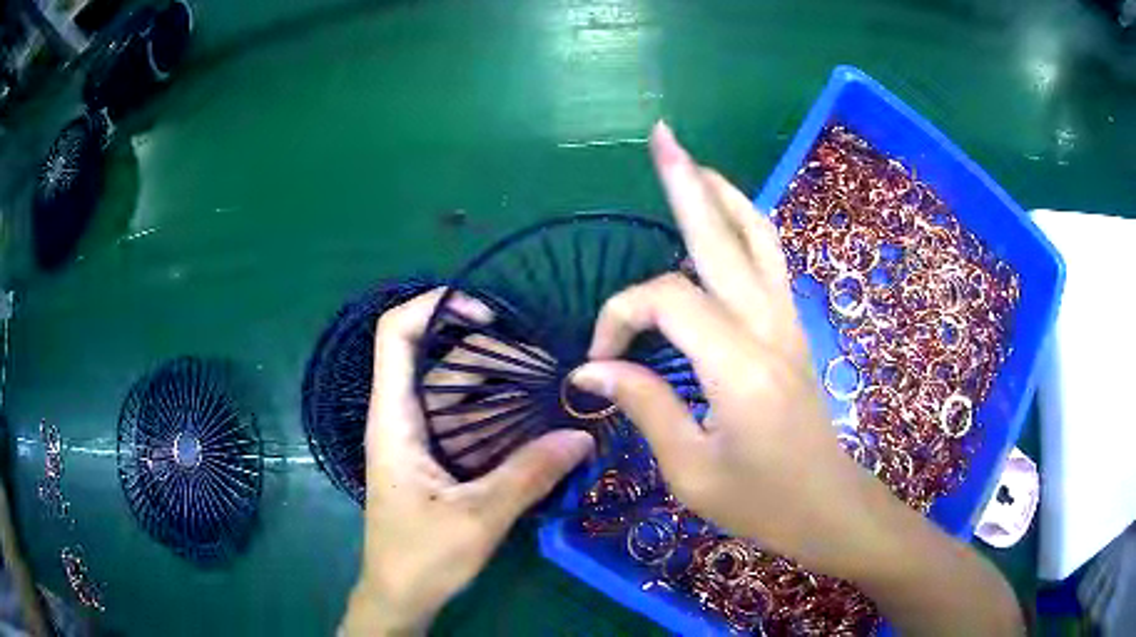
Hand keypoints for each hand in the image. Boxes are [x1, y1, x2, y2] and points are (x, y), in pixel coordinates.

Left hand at [342, 290, 593, 635]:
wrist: (399, 595)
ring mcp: (419, 439)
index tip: (489, 316)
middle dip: (492, 353)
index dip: (436, 307)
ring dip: (502, 387)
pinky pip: (467, 423)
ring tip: (554, 390)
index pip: (395, 334)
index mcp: (395, 420)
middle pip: (440, 361)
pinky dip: (500, 416)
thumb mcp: (478, 518)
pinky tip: (537, 424)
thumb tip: (583, 434)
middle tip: (549, 365)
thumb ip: (529, 475)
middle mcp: (403, 419)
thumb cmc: (422, 557)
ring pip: (458, 393)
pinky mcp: (435, 460)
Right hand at [574, 122, 1022, 635]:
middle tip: (662, 136)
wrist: (830, 508)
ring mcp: (789, 323)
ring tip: (693, 165)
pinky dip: (745, 226)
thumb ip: (645, 407)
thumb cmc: (763, 504)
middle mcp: (768, 328)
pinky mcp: (795, 329)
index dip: (620, 318)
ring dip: (724, 195)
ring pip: (758, 236)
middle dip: (687, 182)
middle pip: (723, 236)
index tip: (600, 363)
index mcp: (739, 366)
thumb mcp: (691, 472)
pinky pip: (771, 260)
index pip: (665, 301)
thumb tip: (592, 368)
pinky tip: (726, 219)